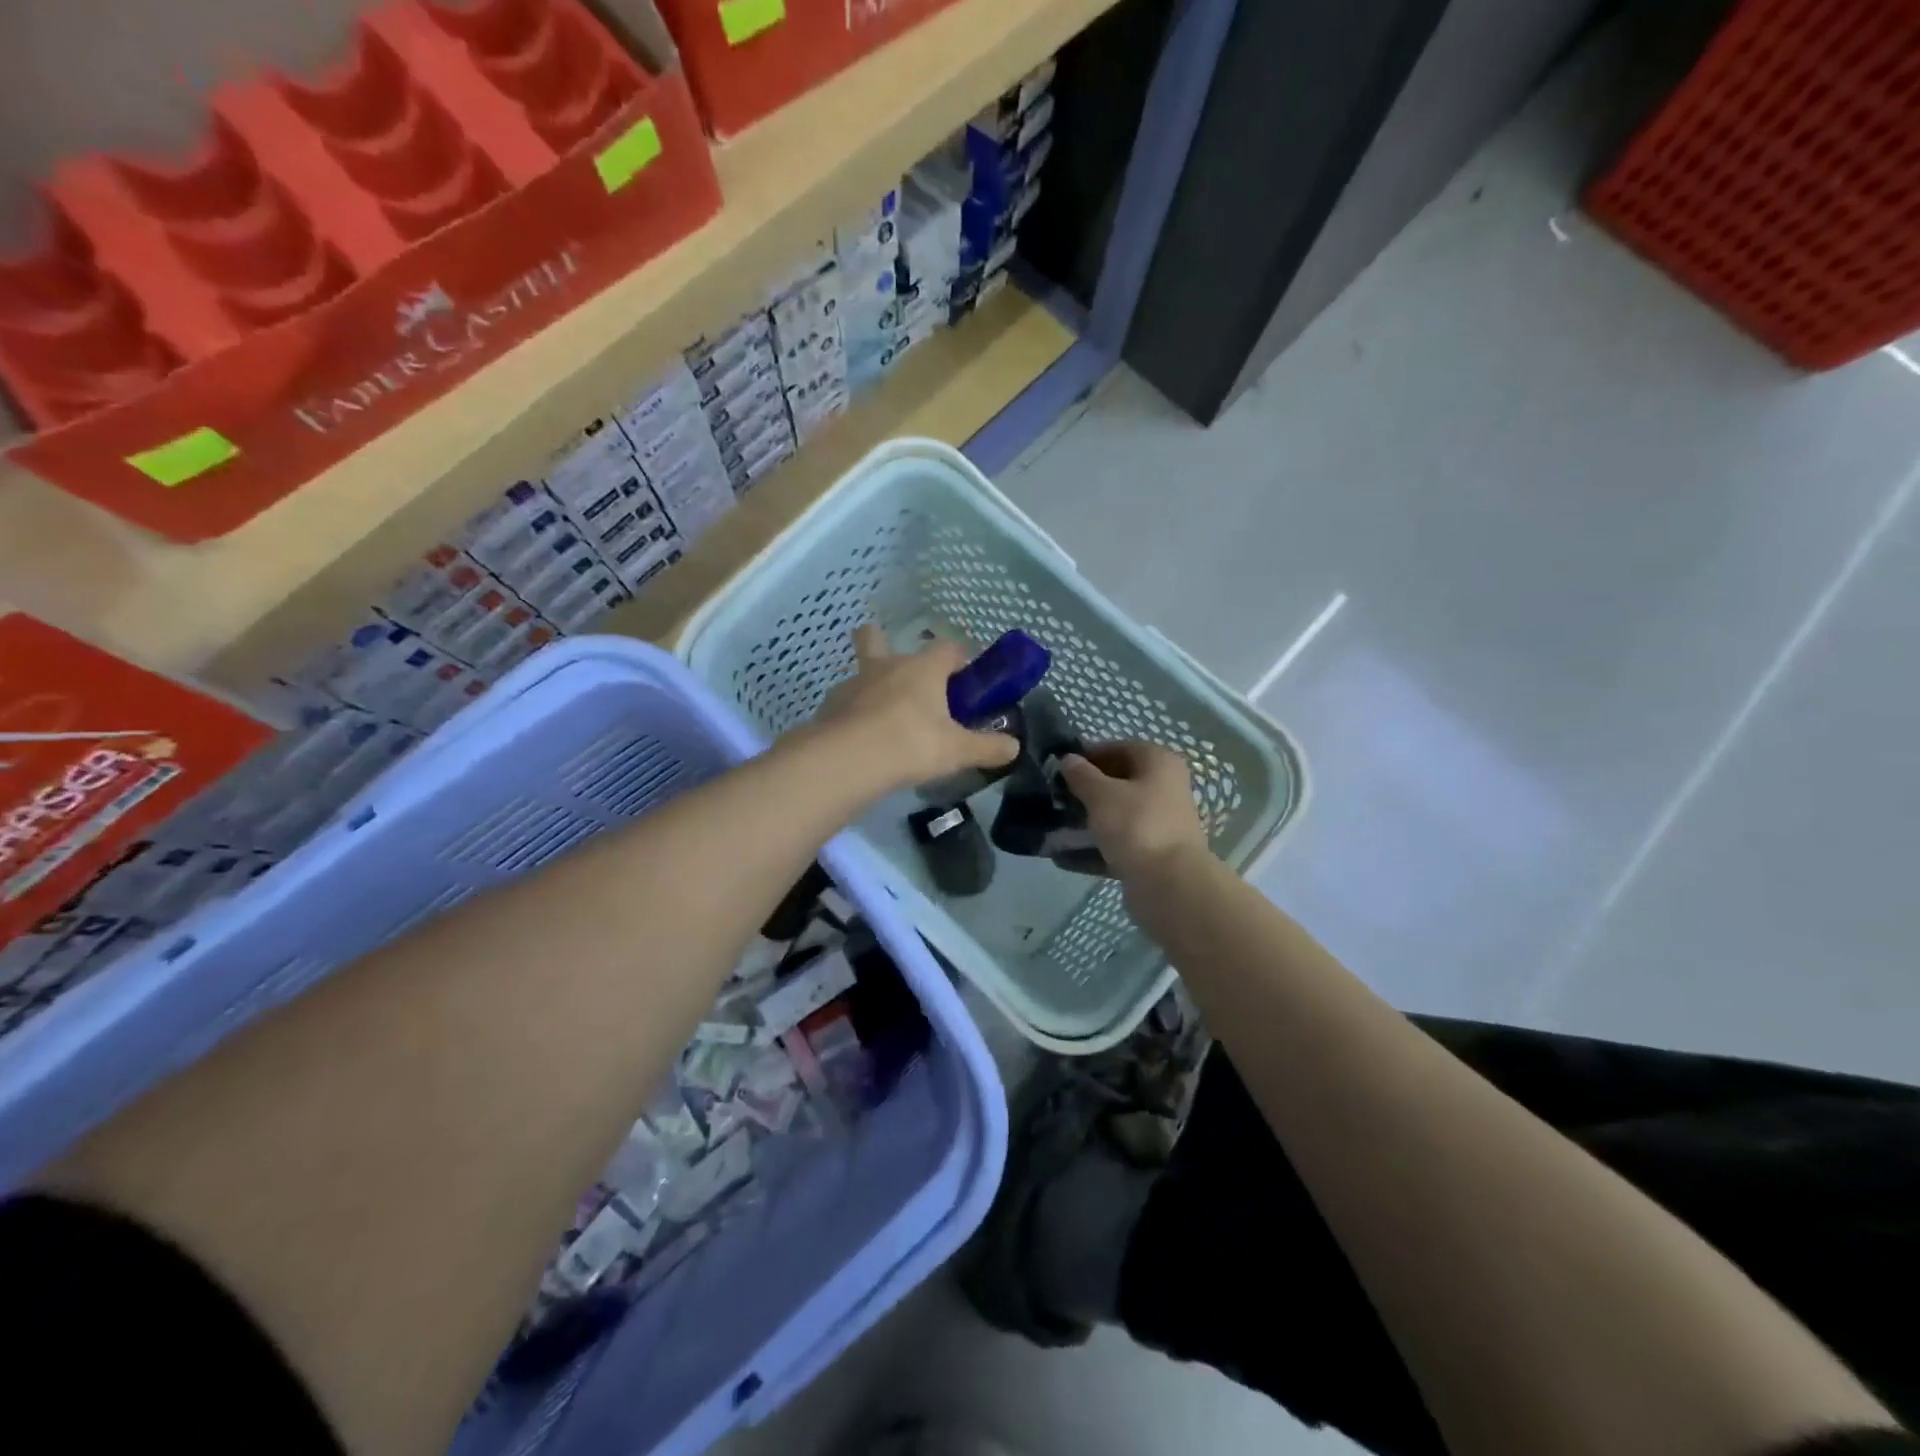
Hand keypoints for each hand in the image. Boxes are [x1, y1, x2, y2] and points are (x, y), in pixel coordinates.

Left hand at [815, 626, 1019, 792]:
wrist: (847, 760)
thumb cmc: (911, 744)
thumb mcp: (957, 751)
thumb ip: (987, 747)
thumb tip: (1014, 747)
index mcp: (922, 668)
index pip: (947, 649)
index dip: (959, 659)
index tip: (965, 679)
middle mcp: (885, 666)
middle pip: (877, 638)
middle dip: (884, 643)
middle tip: (901, 675)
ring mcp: (853, 684)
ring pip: (860, 672)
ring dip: (870, 686)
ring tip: (882, 718)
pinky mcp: (829, 707)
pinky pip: (844, 703)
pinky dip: (853, 714)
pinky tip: (860, 738)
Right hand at [1058, 741, 1208, 877]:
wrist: (1170, 884)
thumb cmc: (1136, 825)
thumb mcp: (1101, 795)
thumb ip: (1081, 775)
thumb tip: (1068, 759)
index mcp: (1159, 763)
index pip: (1120, 748)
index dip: (1090, 755)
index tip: (1061, 768)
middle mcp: (1166, 788)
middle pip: (1120, 782)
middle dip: (1087, 790)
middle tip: (1057, 797)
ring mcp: (1161, 823)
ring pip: (1119, 814)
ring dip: (1089, 820)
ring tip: (1057, 826)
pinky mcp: (1154, 853)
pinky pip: (1119, 844)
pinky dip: (1095, 848)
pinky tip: (1065, 857)